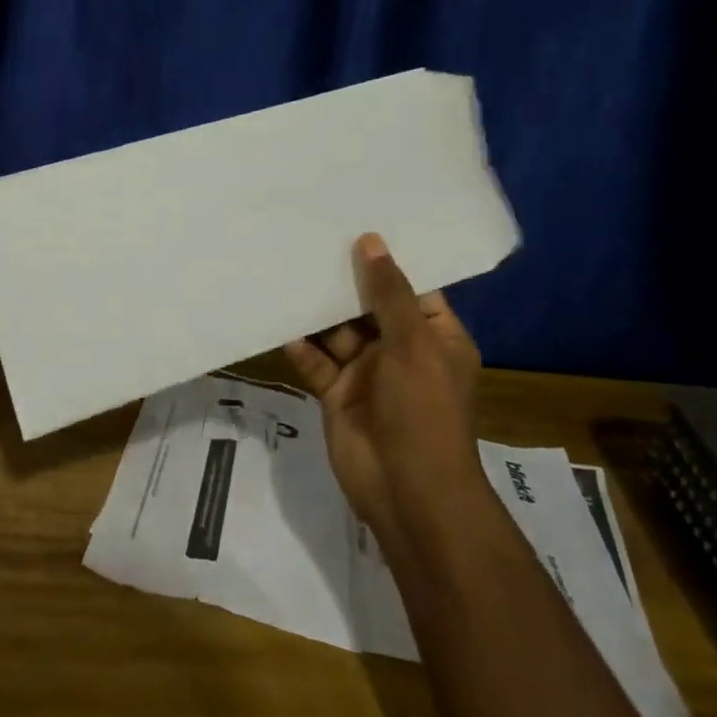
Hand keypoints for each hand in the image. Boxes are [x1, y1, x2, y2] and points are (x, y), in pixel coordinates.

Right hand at [283, 233, 484, 547]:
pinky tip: (282, 327)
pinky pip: (316, 363)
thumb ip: (388, 293)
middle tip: (308, 242)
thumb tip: (371, 241)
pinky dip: (301, 348)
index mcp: (435, 338)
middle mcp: (401, 352)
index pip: (412, 290)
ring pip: (338, 334)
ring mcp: (367, 374)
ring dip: (317, 314)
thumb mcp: (412, 344)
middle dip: (343, 283)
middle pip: (369, 308)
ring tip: (287, 275)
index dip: (387, 262)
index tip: (355, 227)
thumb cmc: (423, 410)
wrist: (407, 490)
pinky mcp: (337, 395)